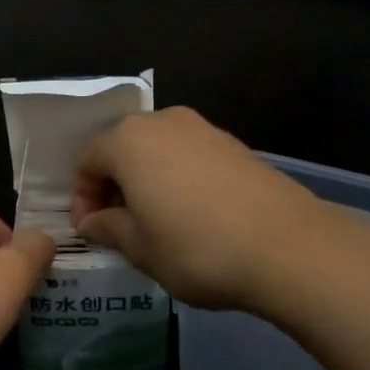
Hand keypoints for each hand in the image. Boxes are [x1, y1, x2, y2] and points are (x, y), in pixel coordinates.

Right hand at [71, 107, 369, 312]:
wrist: (287, 247)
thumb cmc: (195, 248)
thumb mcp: (140, 247)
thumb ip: (108, 228)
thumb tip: (92, 220)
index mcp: (129, 140)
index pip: (88, 160)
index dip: (83, 196)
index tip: (90, 230)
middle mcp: (164, 122)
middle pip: (123, 148)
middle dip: (113, 185)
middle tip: (117, 225)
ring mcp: (204, 129)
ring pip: (158, 151)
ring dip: (146, 181)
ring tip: (153, 223)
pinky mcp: (235, 145)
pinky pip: (189, 157)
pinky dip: (177, 179)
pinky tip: (190, 215)